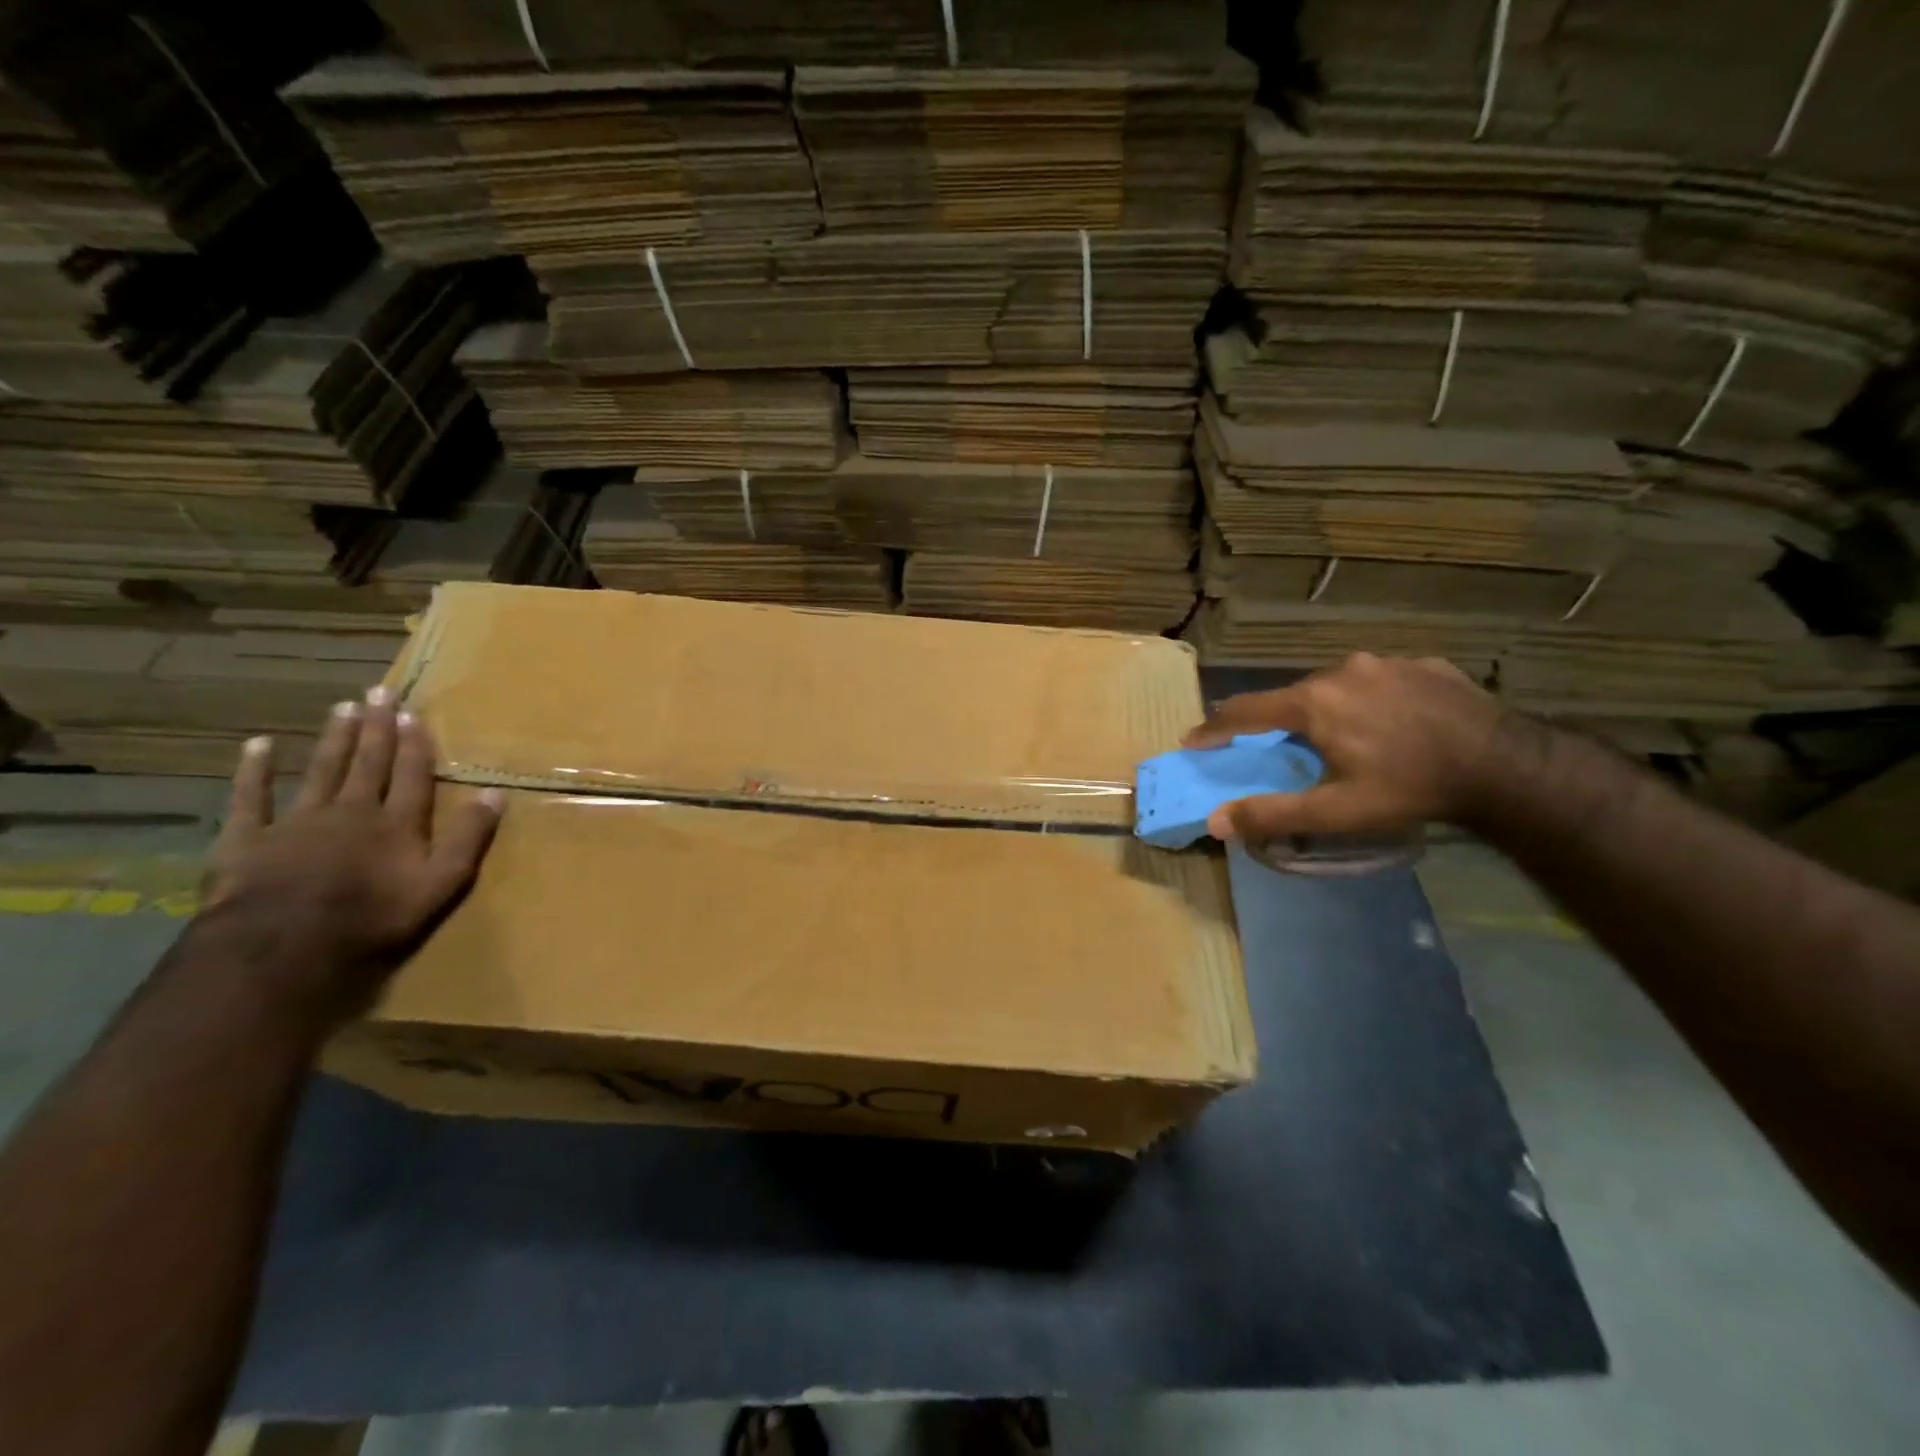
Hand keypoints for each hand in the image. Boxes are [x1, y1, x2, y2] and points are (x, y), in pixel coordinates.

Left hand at [204, 687, 503, 1024]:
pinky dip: (255, 770)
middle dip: (376, 726)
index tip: (412, 712)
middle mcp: (352, 810)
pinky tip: (260, 744)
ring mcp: (299, 820)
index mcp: (397, 822)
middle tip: (379, 690)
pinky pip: (252, 796)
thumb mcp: (441, 883)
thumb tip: (496, 793)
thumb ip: (469, 837)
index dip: (414, 743)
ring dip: (334, 737)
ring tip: (343, 706)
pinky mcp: (250, 837)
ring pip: (322, 769)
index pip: (411, 773)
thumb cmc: (373, 917)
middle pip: (368, 761)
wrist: (282, 945)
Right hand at [1183, 654, 1518, 840]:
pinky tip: (1391, 724)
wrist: (1506, 765)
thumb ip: (1272, 814)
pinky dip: (1370, 700)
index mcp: (1313, 702)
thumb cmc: (1410, 788)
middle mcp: (1343, 670)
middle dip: (1278, 721)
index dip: (1215, 728)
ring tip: (1341, 737)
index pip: (1246, 711)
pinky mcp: (1425, 665)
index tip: (1192, 740)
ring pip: (1338, 685)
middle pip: (1293, 696)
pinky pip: (1380, 681)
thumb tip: (1215, 822)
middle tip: (1278, 747)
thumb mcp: (1336, 811)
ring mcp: (1387, 662)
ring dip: (1326, 709)